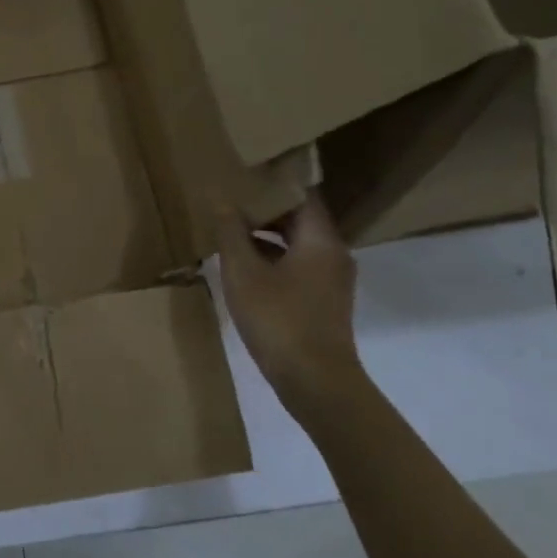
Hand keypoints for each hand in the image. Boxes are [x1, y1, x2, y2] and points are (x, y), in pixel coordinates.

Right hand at [215, 193, 363, 422]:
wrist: (316, 383)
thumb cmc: (279, 319)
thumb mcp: (243, 273)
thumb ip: (231, 234)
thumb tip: (222, 201)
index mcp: (320, 240)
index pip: (301, 195)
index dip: (273, 182)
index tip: (244, 174)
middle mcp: (333, 254)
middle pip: (300, 218)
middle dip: (265, 208)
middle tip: (230, 198)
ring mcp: (332, 280)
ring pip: (298, 243)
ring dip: (267, 234)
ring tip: (231, 229)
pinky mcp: (324, 301)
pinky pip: (299, 265)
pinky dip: (274, 258)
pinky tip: (245, 265)